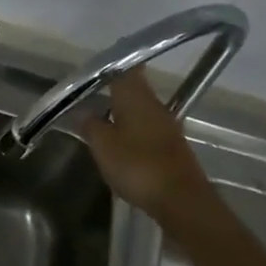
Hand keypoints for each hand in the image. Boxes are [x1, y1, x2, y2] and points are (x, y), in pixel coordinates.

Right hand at [82, 67, 210, 215]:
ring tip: (102, 119)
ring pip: (141, 109)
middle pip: (134, 88)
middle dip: (115, 90)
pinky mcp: (173, 146)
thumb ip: (90, 125)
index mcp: (135, 95)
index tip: (97, 67)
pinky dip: (134, 131)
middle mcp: (154, 104)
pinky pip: (148, 129)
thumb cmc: (138, 165)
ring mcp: (167, 125)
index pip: (126, 68)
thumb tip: (84, 112)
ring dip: (124, 112)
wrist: (182, 200)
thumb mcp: (102, 146)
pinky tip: (122, 143)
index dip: (113, 64)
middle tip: (91, 94)